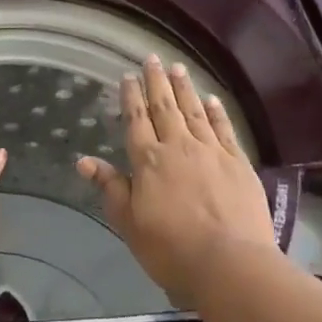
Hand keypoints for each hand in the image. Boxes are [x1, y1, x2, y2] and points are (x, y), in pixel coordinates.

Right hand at [76, 55, 274, 304]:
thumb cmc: (171, 250)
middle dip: (157, 82)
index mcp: (148, 161)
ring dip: (184, 88)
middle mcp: (178, 147)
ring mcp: (211, 151)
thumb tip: (84, 161)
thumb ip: (111, 188)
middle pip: (164, 107)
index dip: (131, 96)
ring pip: (194, 111)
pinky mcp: (238, 162)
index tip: (128, 75)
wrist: (230, 264)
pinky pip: (224, 128)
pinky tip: (211, 99)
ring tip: (178, 68)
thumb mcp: (130, 223)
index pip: (136, 120)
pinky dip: (216, 111)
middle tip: (153, 58)